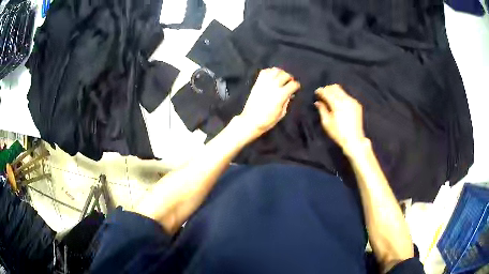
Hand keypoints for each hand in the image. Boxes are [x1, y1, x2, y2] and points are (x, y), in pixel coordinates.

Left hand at [238, 68, 299, 139]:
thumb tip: (290, 94)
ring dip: (280, 73)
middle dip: (289, 78)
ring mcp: (264, 83)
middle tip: (289, 82)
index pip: (293, 84)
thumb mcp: (282, 113)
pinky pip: (264, 72)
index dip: (297, 86)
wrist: (250, 121)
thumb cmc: (267, 120)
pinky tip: (272, 76)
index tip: (296, 88)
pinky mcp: (257, 83)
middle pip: (285, 75)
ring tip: (281, 78)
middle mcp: (273, 86)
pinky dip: (270, 71)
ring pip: (275, 70)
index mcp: (281, 95)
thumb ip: (287, 101)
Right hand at [314, 84, 366, 154]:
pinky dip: (341, 96)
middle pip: (335, 87)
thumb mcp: (327, 123)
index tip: (316, 93)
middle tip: (323, 94)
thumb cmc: (338, 133)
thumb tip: (318, 102)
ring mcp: (353, 101)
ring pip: (342, 90)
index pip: (327, 91)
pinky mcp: (357, 104)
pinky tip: (339, 103)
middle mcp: (346, 99)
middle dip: (327, 89)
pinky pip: (347, 96)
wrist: (354, 140)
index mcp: (337, 104)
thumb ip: (322, 110)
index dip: (320, 91)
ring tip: (330, 98)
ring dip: (335, 92)